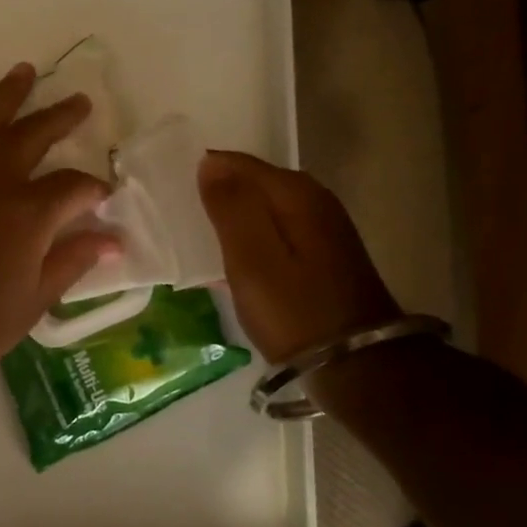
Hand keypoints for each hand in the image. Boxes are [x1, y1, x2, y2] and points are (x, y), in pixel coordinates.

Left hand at [0, 58, 121, 388]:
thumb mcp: (37, 299)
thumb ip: (75, 260)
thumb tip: (114, 240)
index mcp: (29, 212)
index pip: (74, 187)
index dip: (93, 190)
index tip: (102, 199)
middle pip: (33, 137)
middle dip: (61, 119)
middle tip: (80, 103)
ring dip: (6, 94)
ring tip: (25, 70)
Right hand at [197, 150, 399, 363]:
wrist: (355, 364)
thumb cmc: (294, 310)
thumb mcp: (251, 258)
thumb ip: (230, 207)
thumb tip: (209, 162)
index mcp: (295, 193)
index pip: (237, 163)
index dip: (204, 170)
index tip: (171, 189)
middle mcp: (314, 199)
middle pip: (253, 183)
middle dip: (218, 191)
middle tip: (178, 213)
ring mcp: (323, 227)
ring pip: (264, 208)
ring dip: (234, 217)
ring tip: (197, 235)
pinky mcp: (323, 254)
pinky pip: (276, 230)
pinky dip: (252, 238)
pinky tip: (232, 259)